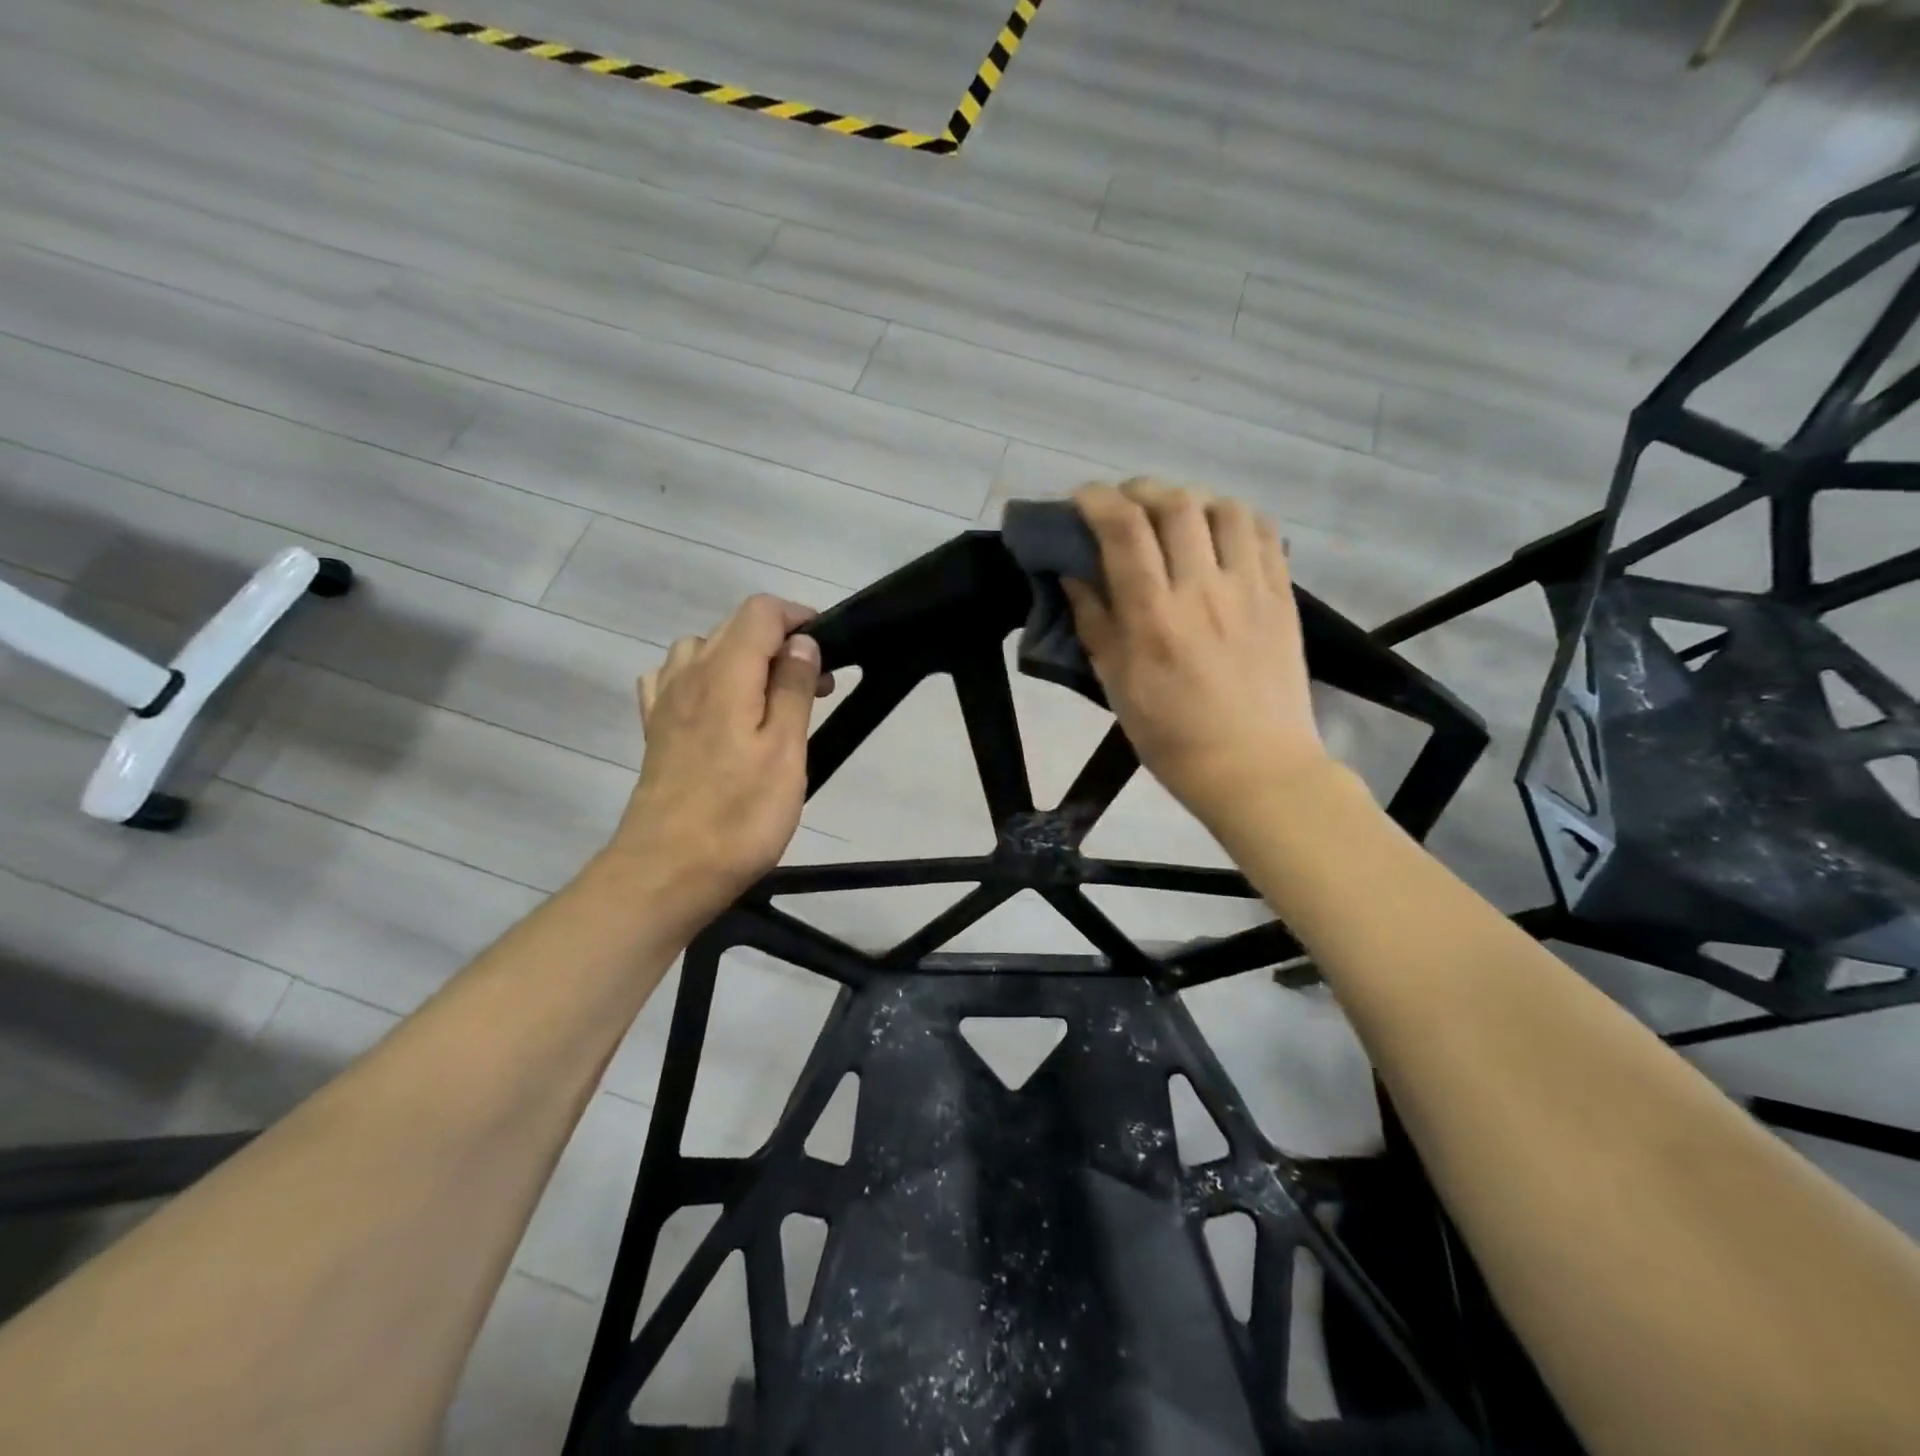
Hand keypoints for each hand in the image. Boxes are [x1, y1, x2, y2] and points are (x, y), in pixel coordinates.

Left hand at [611, 596, 829, 920]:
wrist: (667, 871)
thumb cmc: (739, 814)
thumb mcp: (785, 750)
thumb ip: (792, 688)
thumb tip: (800, 641)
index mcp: (725, 672)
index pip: (760, 611)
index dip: (798, 617)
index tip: (829, 648)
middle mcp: (688, 674)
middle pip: (733, 627)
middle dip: (780, 642)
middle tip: (816, 686)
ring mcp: (665, 702)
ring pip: (702, 649)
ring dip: (742, 659)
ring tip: (769, 698)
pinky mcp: (655, 731)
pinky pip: (673, 679)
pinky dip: (702, 678)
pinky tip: (717, 708)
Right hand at [1062, 480, 1327, 825]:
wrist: (1254, 767)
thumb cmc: (1171, 737)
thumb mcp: (1117, 685)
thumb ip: (1094, 623)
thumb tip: (1074, 574)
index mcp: (1154, 618)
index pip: (1124, 530)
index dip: (1097, 500)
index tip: (1081, 499)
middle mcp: (1203, 590)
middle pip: (1175, 504)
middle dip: (1140, 491)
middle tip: (1124, 506)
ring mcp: (1250, 589)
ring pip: (1224, 507)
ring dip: (1191, 500)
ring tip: (1175, 519)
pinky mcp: (1282, 596)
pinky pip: (1264, 532)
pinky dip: (1234, 518)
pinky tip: (1218, 536)